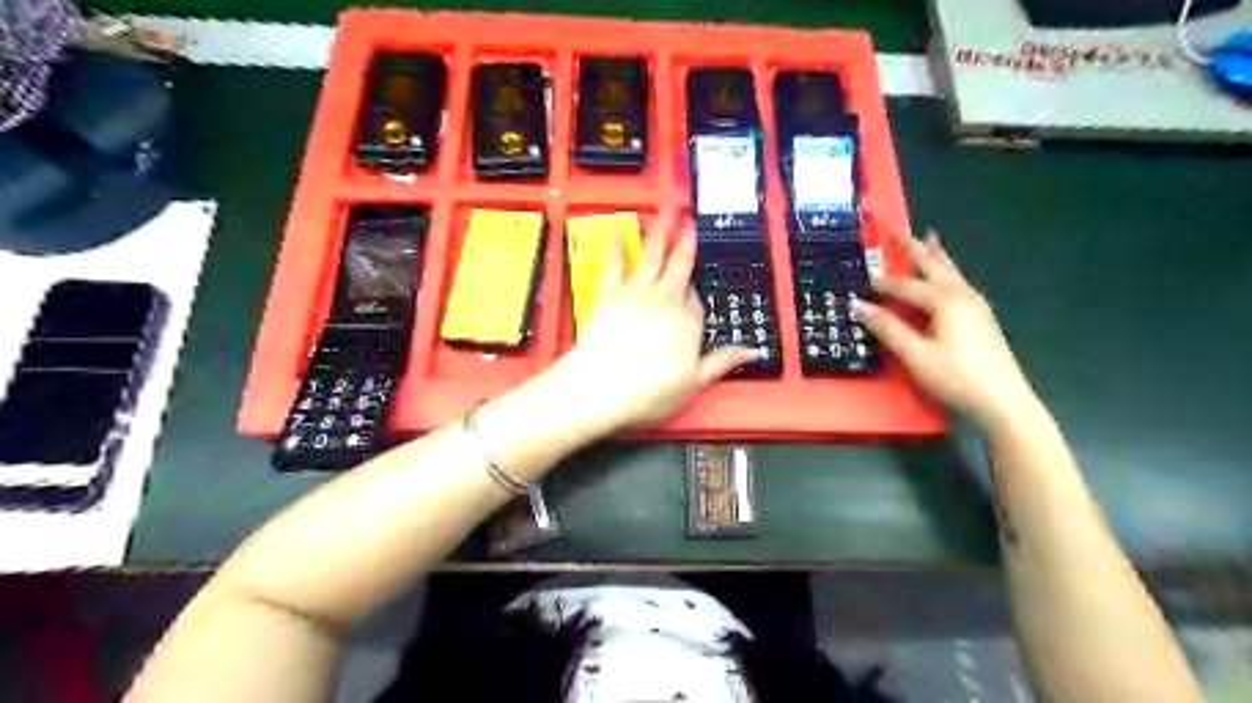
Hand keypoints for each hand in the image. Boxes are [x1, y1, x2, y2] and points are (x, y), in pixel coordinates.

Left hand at [552, 218, 757, 434]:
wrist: (603, 387)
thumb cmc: (649, 390)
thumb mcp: (695, 382)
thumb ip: (722, 362)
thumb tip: (751, 352)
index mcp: (687, 321)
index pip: (697, 299)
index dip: (695, 294)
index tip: (694, 289)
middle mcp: (664, 301)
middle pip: (678, 266)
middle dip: (684, 242)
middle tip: (687, 221)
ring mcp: (635, 295)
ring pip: (650, 258)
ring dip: (658, 235)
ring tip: (663, 215)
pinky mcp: (608, 296)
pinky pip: (614, 266)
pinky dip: (616, 250)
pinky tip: (617, 236)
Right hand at [850, 230, 1048, 428]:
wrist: (1004, 401)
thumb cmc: (956, 377)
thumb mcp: (916, 354)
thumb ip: (887, 328)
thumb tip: (857, 305)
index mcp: (946, 301)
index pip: (906, 286)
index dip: (882, 284)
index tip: (861, 279)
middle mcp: (962, 296)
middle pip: (934, 266)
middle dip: (915, 247)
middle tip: (899, 228)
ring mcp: (976, 307)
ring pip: (951, 273)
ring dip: (936, 255)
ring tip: (929, 238)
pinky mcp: (982, 319)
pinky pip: (958, 284)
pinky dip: (946, 272)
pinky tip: (945, 278)